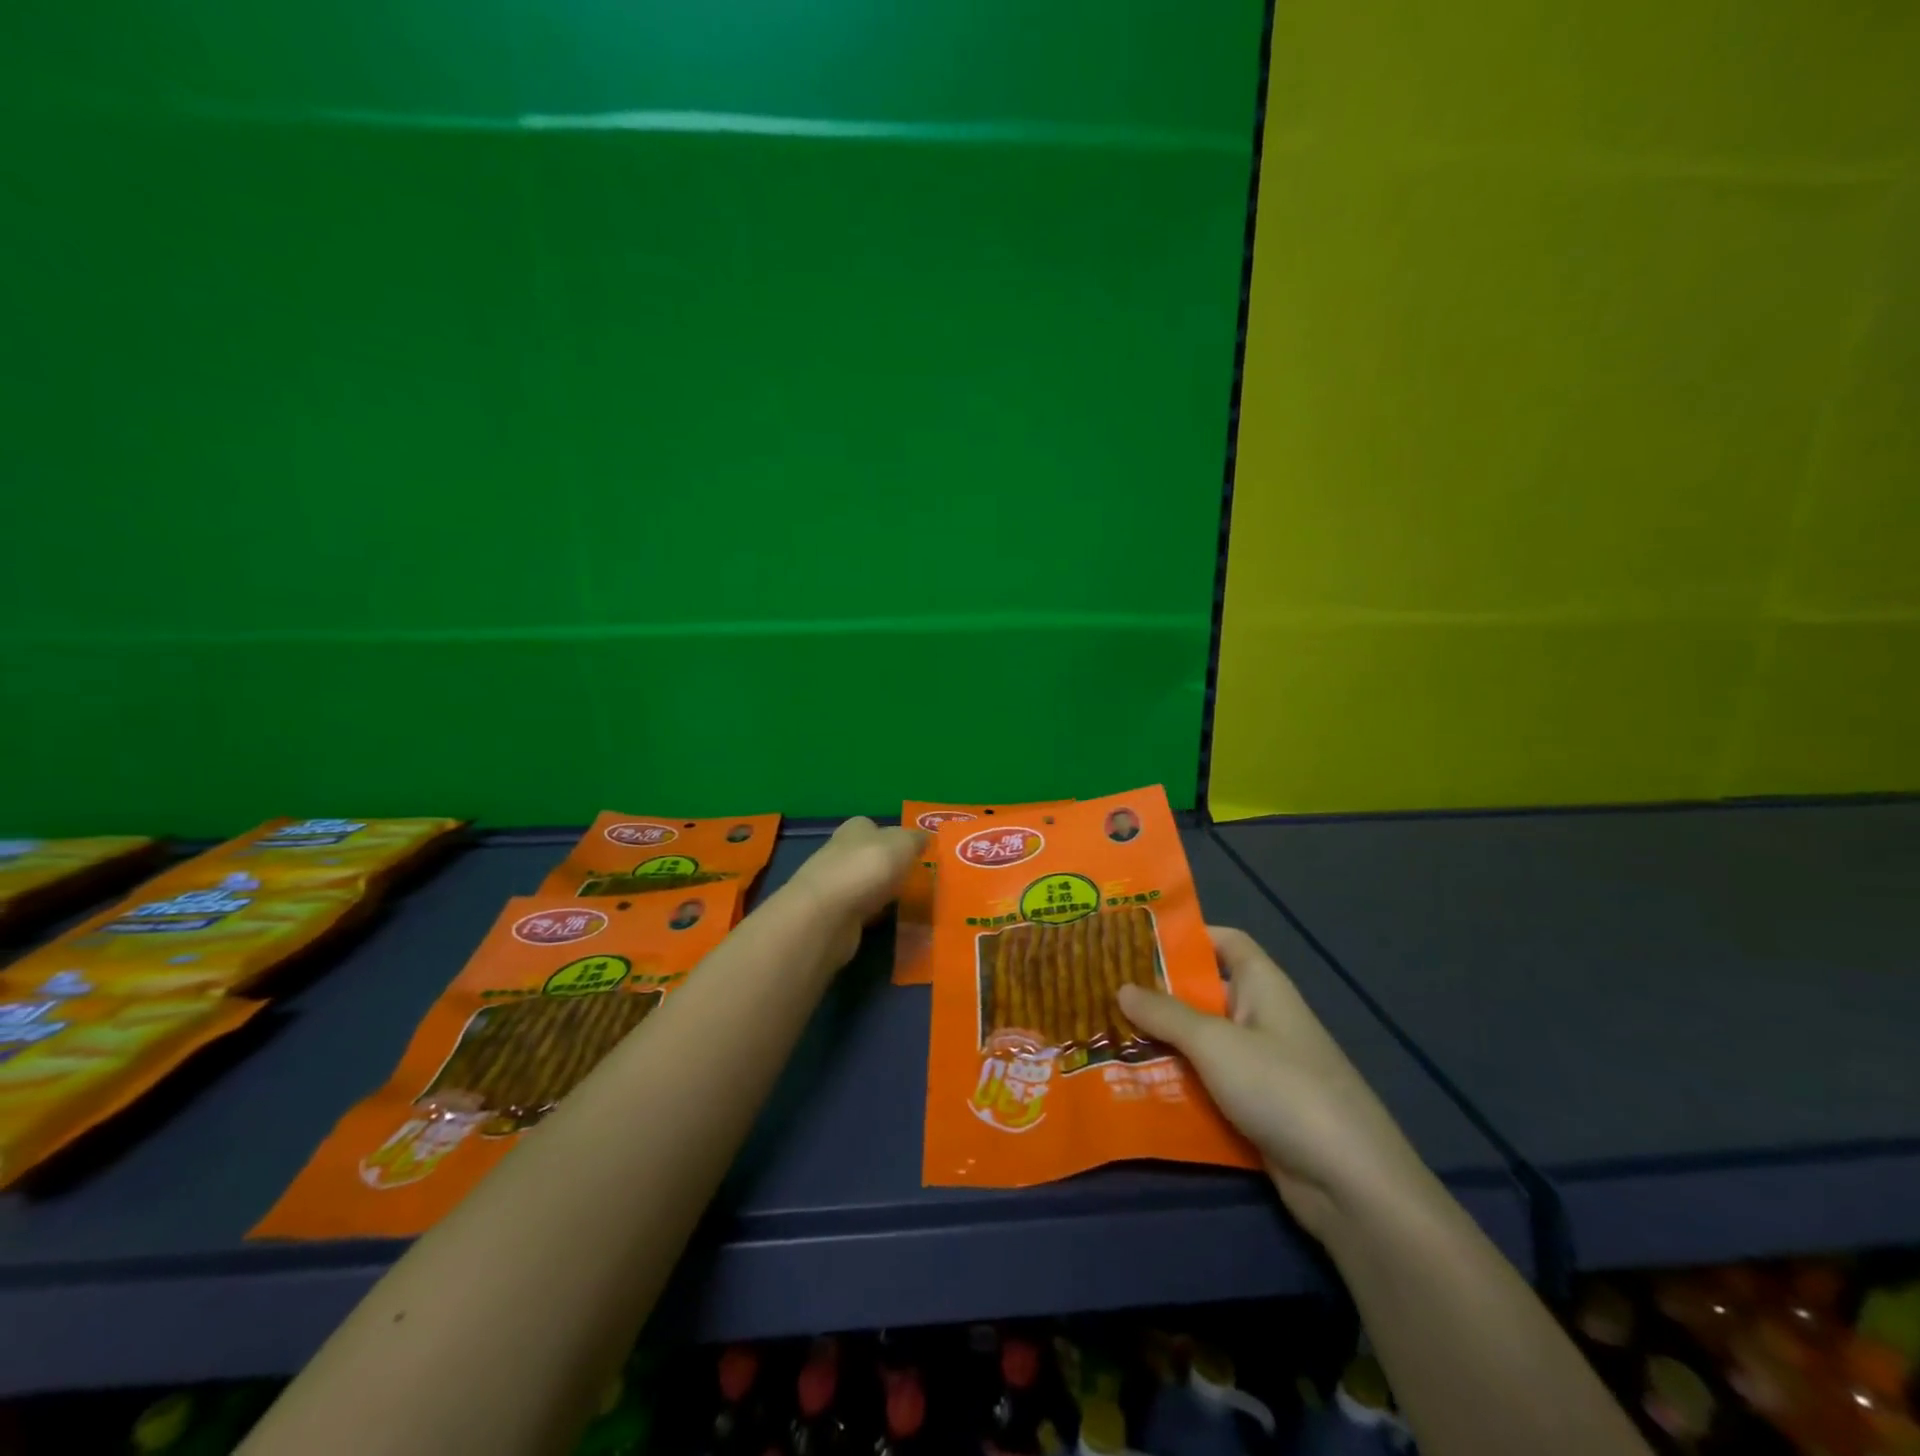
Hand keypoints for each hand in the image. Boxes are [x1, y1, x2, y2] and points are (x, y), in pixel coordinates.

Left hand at [784, 817, 925, 968]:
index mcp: (855, 829)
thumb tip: (923, 838)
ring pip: (865, 886)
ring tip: (909, 905)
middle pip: (869, 857)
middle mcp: (840, 853)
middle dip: (889, 868)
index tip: (914, 853)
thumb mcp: (902, 844)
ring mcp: (834, 886)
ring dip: (882, 894)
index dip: (893, 838)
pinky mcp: (833, 916)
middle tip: (916, 880)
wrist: (827, 915)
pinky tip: (891, 924)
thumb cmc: (867, 868)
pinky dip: (875, 918)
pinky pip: (862, 913)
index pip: (873, 827)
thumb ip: (915, 840)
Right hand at [1117, 927, 1431, 1241]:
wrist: (1349, 1182)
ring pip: (1201, 1044)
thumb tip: (1122, 987)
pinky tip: (1135, 1087)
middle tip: (1104, 993)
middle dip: (1158, 995)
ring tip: (1106, 1039)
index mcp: (1262, 986)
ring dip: (1161, 1044)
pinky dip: (1177, 1084)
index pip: (1226, 942)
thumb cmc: (1281, 1087)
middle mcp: (1261, 1018)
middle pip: (1204, 995)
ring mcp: (1260, 1067)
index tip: (1138, 940)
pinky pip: (1208, 1085)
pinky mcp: (1256, 1109)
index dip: (1188, 936)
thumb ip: (1165, 1014)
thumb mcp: (1215, 1043)